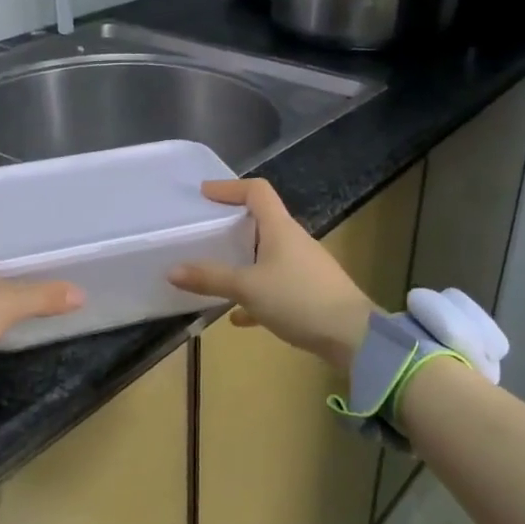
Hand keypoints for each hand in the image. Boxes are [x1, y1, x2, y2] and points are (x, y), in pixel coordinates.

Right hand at [169, 179, 376, 371]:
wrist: (352, 335)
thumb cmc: (298, 298)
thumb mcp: (248, 287)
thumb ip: (210, 278)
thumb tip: (172, 270)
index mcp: (280, 228)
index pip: (257, 192)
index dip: (230, 187)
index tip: (205, 193)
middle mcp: (294, 241)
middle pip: (262, 222)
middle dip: (233, 225)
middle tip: (206, 232)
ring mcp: (304, 267)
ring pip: (267, 255)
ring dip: (244, 261)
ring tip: (217, 272)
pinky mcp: (310, 292)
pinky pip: (276, 285)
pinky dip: (256, 294)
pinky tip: (239, 316)